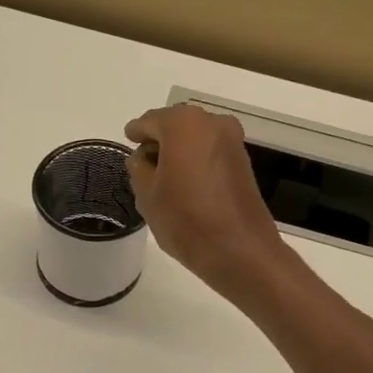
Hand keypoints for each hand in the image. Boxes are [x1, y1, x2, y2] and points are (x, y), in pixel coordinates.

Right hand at [124, 104, 292, 304]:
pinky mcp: (243, 161)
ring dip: (179, 151)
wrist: (240, 250)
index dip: (136, 132)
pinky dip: (196, 160)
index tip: (128, 139)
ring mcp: (232, 141)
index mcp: (183, 124)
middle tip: (143, 162)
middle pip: (175, 125)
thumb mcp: (148, 195)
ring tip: (163, 177)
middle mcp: (212, 122)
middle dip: (159, 140)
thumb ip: (139, 168)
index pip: (149, 121)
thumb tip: (143, 158)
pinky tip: (185, 182)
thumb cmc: (186, 220)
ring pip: (195, 137)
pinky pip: (210, 151)